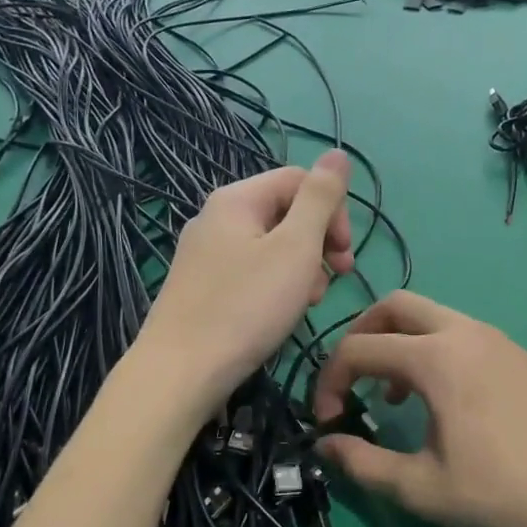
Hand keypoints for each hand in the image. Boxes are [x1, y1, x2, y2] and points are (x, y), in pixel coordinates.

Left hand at [140, 152, 353, 410]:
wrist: (181, 372)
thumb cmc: (246, 307)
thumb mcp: (295, 247)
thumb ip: (320, 199)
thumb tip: (338, 153)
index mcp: (237, 200)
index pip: (299, 180)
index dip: (333, 211)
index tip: (345, 255)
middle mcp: (216, 218)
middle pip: (284, 212)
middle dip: (318, 242)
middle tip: (337, 279)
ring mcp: (204, 254)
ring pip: (270, 246)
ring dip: (301, 267)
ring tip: (309, 302)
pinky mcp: (201, 287)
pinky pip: (250, 272)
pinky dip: (275, 285)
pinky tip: (281, 314)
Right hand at [312, 291, 526, 526]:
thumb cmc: (502, 492)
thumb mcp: (421, 488)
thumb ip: (363, 464)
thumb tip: (325, 446)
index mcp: (435, 357)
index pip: (358, 349)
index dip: (329, 381)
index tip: (328, 421)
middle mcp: (465, 332)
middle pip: (394, 305)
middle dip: (361, 335)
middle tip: (352, 379)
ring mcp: (499, 339)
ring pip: (432, 316)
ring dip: (400, 342)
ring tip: (396, 394)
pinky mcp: (522, 355)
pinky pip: (462, 333)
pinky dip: (435, 349)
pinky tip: (446, 399)